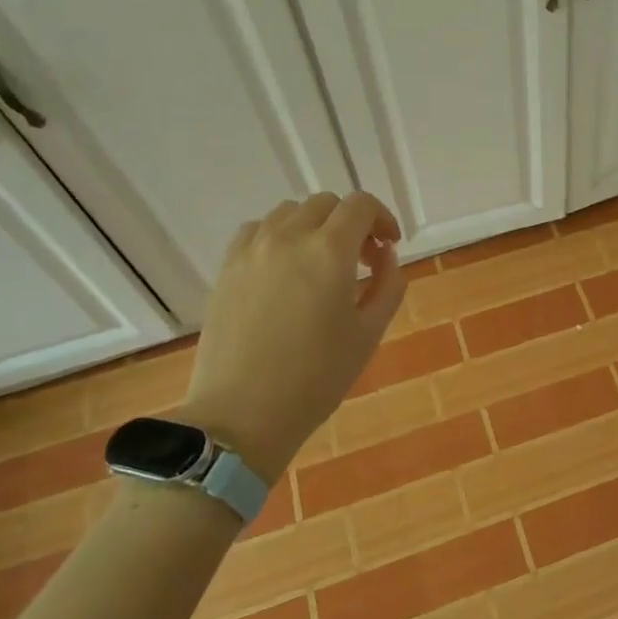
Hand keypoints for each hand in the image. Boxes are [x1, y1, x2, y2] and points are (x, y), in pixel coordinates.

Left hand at [179, 191, 405, 480]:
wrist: (243, 414)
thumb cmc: (317, 377)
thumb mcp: (370, 333)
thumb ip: (388, 285)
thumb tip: (385, 257)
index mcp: (330, 251)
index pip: (361, 205)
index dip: (383, 218)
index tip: (390, 246)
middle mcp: (289, 237)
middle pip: (326, 204)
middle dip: (351, 223)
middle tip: (362, 261)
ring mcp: (252, 250)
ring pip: (290, 212)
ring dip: (314, 227)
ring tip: (321, 264)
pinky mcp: (227, 268)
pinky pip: (256, 230)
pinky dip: (278, 236)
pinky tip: (284, 268)